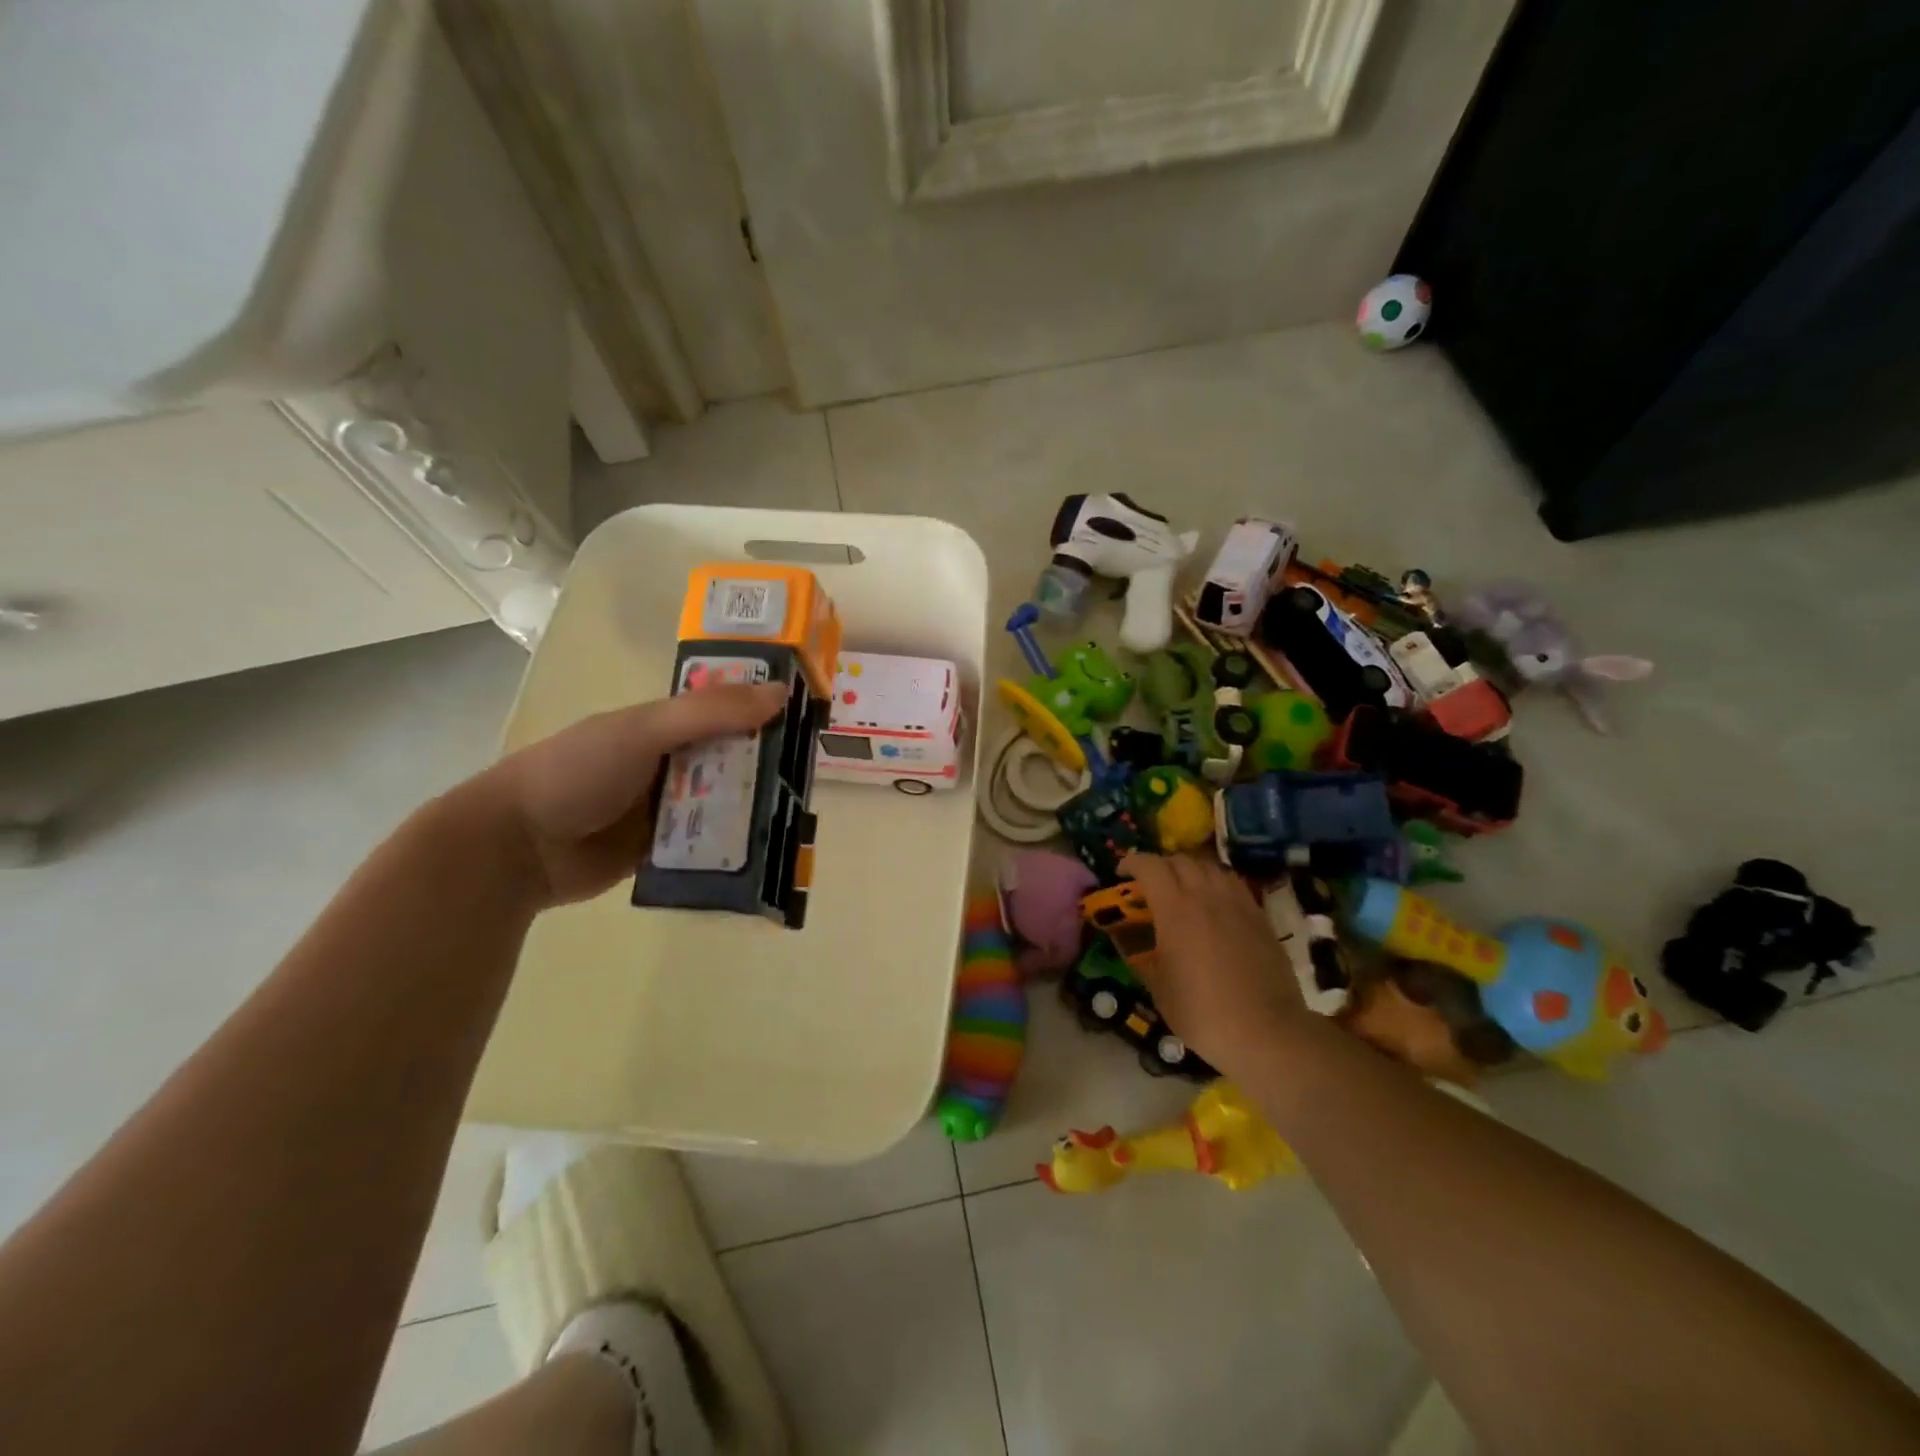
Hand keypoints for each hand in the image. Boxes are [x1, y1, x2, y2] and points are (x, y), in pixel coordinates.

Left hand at [476, 682, 787, 907]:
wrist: (516, 848)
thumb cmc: (576, 772)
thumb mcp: (643, 731)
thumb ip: (708, 713)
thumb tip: (779, 693)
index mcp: (666, 723)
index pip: (728, 707)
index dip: (765, 706)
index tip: (811, 712)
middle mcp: (673, 760)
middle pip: (735, 756)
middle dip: (769, 761)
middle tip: (814, 770)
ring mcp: (670, 806)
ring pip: (727, 800)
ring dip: (756, 806)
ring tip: (801, 812)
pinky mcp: (667, 848)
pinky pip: (711, 841)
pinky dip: (735, 843)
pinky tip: (770, 849)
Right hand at [1118, 852, 1304, 1078]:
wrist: (1267, 1032)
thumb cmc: (1203, 1013)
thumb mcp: (1159, 989)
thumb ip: (1143, 958)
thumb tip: (1131, 944)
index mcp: (1175, 910)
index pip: (1150, 866)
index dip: (1132, 862)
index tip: (1122, 873)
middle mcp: (1206, 896)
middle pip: (1180, 860)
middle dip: (1160, 865)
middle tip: (1150, 884)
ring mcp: (1237, 904)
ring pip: (1210, 867)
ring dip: (1190, 870)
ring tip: (1183, 888)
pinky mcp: (1260, 916)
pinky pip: (1233, 884)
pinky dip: (1216, 883)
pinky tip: (1214, 903)